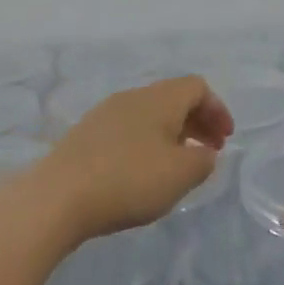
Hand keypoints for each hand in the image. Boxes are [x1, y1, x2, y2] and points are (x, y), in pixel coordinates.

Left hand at [36, 76, 233, 240]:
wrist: (57, 197)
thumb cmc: (129, 181)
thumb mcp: (180, 175)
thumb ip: (203, 161)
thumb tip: (205, 153)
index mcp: (159, 99)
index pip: (196, 87)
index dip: (217, 109)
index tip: (225, 139)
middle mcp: (132, 97)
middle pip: (173, 98)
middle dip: (197, 122)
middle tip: (210, 151)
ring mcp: (105, 114)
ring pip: (149, 114)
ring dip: (172, 133)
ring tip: (179, 164)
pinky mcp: (85, 135)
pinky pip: (128, 129)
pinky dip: (147, 142)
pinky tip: (143, 171)